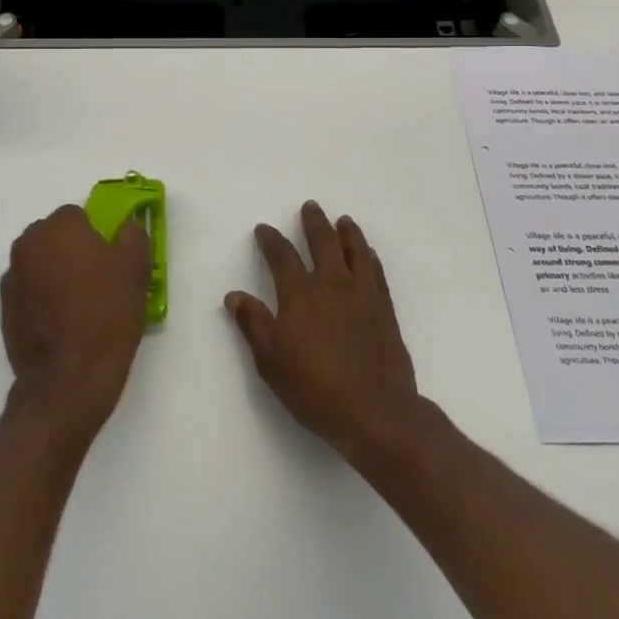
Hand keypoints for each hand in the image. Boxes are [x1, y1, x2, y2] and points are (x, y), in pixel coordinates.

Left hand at [0, 204, 150, 449]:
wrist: (69, 379)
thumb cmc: (106, 315)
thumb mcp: (135, 269)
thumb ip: (131, 235)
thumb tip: (124, 227)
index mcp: (58, 228)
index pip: (77, 215)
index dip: (96, 234)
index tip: (110, 258)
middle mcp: (28, 245)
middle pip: (54, 236)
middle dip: (72, 250)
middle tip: (98, 279)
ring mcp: (12, 279)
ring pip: (40, 263)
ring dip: (55, 273)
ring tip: (80, 306)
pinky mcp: (5, 310)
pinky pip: (29, 291)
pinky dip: (42, 299)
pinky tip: (62, 324)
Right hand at [225, 202, 422, 465]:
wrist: (376, 411)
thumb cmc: (315, 389)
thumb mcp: (271, 361)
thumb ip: (254, 324)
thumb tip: (234, 295)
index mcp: (299, 294)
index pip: (281, 256)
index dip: (271, 239)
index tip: (264, 229)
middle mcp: (331, 284)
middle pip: (323, 242)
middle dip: (314, 223)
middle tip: (310, 207)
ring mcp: (362, 294)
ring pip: (355, 251)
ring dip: (347, 232)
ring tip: (344, 220)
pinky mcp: (384, 309)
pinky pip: (376, 272)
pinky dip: (370, 257)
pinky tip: (369, 253)